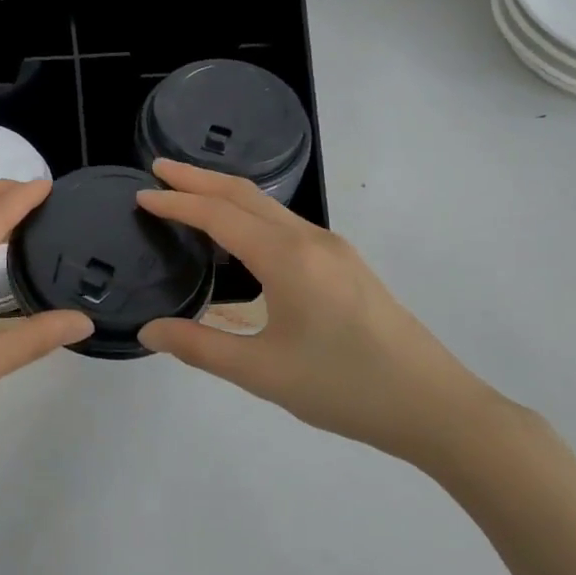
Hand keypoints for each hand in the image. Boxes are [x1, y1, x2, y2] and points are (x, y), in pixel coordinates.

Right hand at [136, 160, 505, 462]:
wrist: (435, 406)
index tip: (140, 194)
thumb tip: (149, 331)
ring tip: (188, 193)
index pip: (219, 215)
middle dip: (199, 177)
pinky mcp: (345, 264)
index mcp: (287, 258)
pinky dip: (249, 214)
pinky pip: (285, 223)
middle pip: (244, 195)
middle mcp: (310, 239)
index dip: (177, 202)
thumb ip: (199, 348)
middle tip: (158, 169)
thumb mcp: (262, 372)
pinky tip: (238, 235)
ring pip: (268, 206)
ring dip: (225, 194)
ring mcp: (333, 249)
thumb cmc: (344, 387)